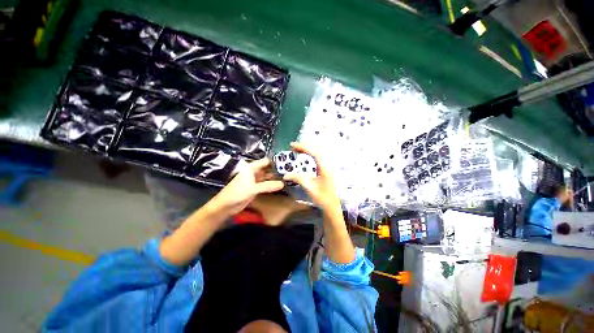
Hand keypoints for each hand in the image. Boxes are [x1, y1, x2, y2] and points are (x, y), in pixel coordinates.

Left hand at [211, 158, 283, 214]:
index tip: (288, 162)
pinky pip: (265, 185)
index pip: (265, 161)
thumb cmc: (238, 192)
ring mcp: (253, 181)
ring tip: (289, 178)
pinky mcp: (254, 189)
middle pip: (267, 169)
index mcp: (251, 168)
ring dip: (275, 178)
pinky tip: (280, 186)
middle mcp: (253, 173)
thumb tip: (283, 183)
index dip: (275, 161)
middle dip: (277, 170)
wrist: (226, 205)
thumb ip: (268, 186)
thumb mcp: (254, 188)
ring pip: (266, 178)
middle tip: (291, 172)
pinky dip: (271, 185)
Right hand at [282, 142, 339, 210]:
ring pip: (318, 153)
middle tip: (293, 147)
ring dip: (308, 150)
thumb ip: (298, 179)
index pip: (314, 152)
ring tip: (298, 151)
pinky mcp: (327, 170)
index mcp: (324, 167)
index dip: (303, 147)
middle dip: (305, 146)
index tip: (292, 145)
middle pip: (317, 149)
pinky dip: (311, 155)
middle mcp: (328, 164)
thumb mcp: (309, 187)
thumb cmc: (322, 197)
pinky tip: (306, 158)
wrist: (332, 205)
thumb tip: (285, 175)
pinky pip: (319, 158)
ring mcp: (328, 167)